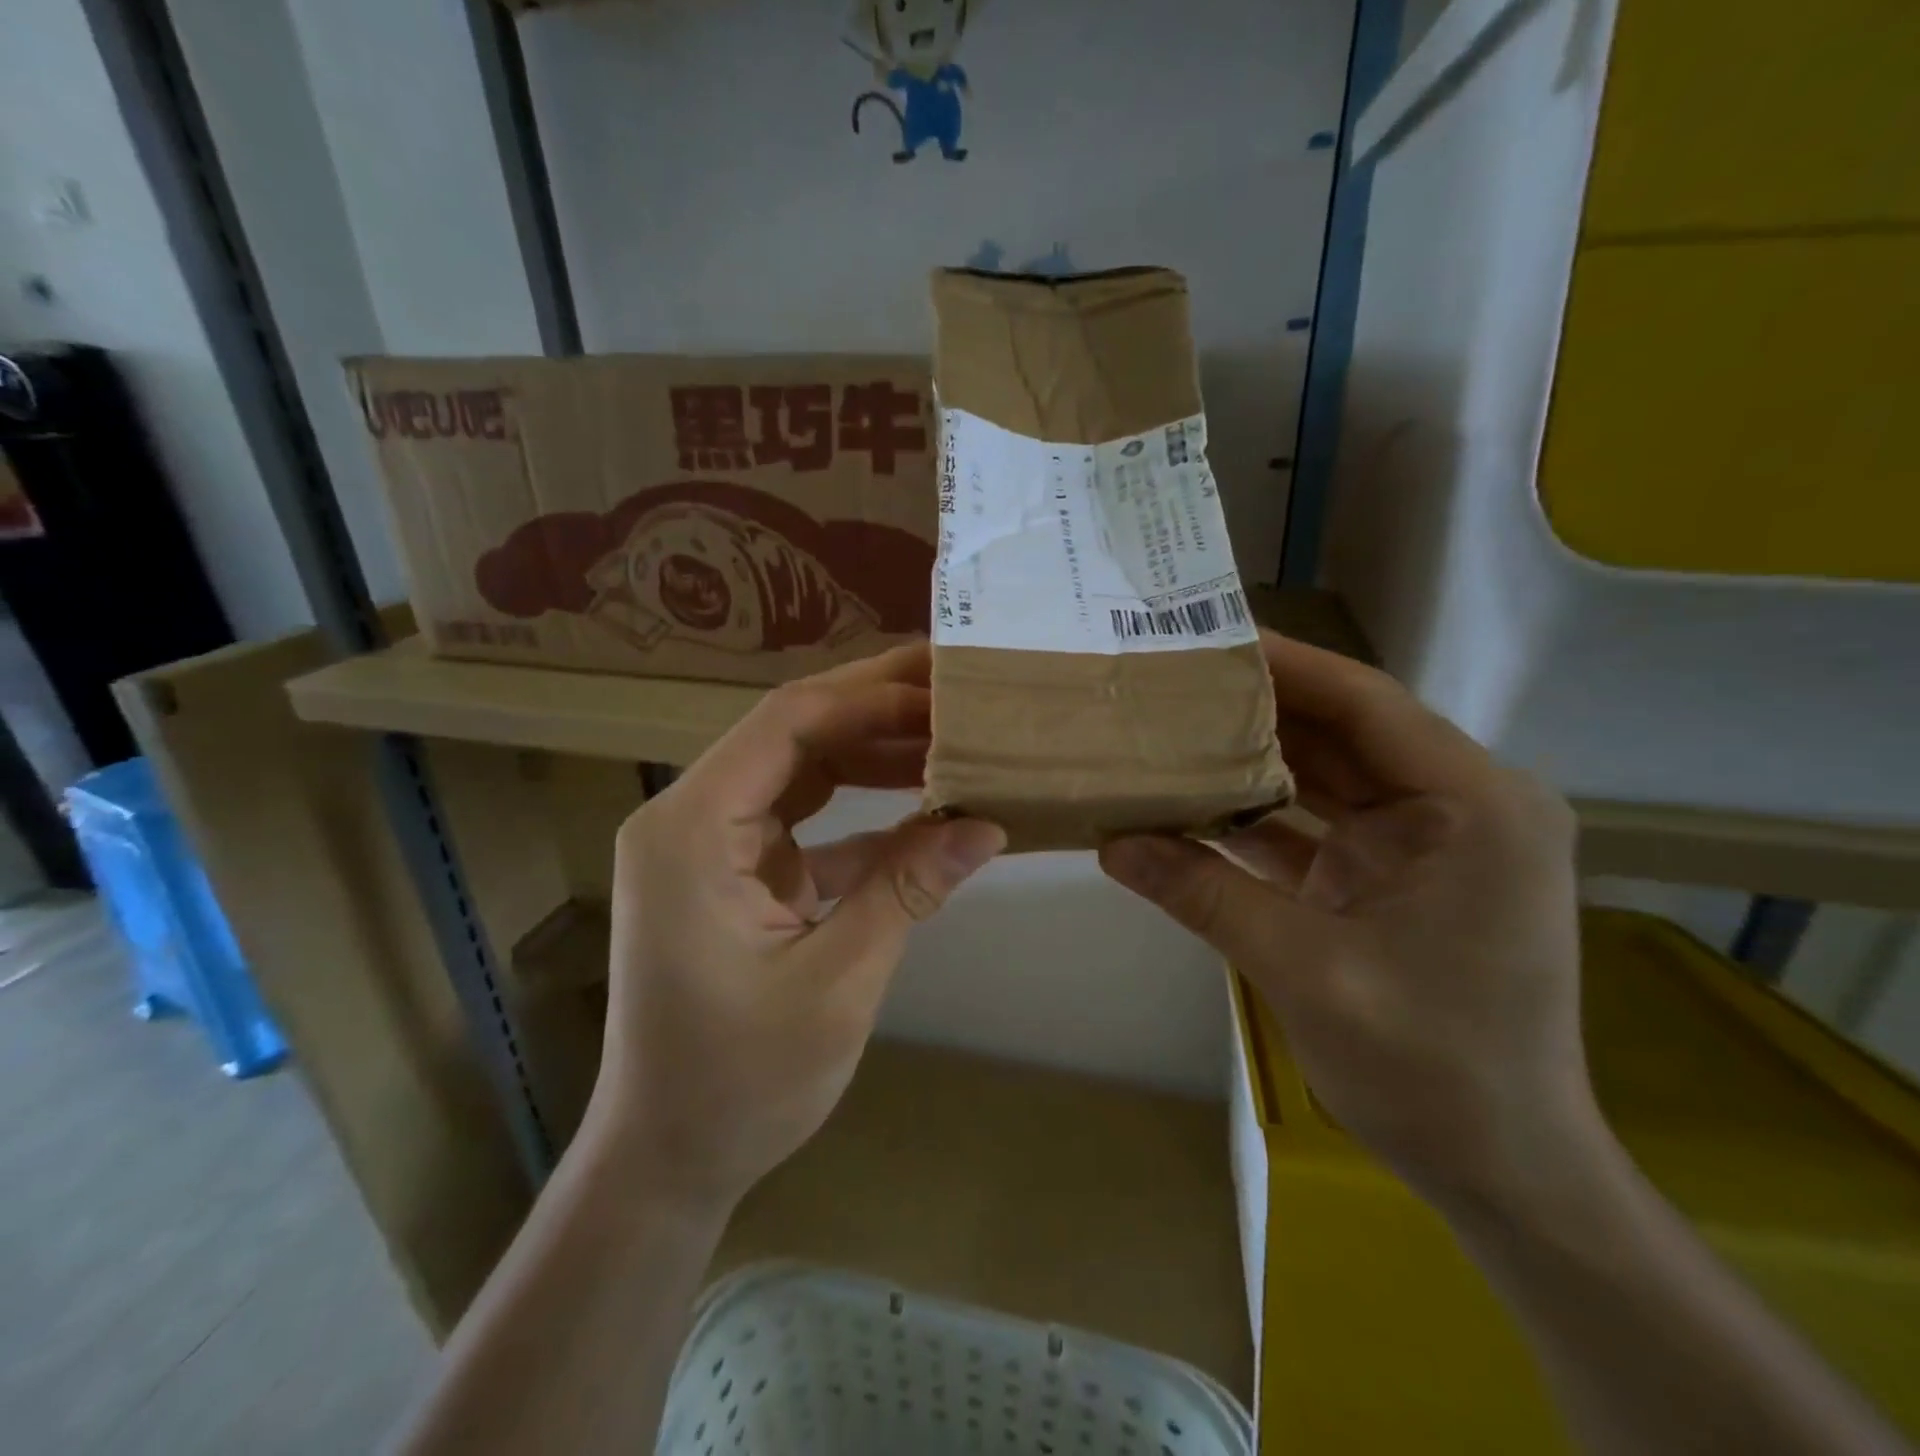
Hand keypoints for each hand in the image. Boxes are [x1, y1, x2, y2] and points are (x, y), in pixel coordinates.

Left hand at [590, 645, 1004, 1211]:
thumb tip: (988, 825)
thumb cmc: (740, 1082)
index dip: (871, 699)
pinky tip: (921, 809)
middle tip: (953, 690)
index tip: (943, 690)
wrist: (668, 1159)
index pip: (787, 724)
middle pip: (791, 735)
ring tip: (948, 737)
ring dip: (871, 755)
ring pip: (799, 771)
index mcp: (692, 830)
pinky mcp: (732, 874)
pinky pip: (801, 821)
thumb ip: (908, 889)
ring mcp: (709, 846)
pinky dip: (858, 813)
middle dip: (874, 710)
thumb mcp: (838, 982)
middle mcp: (690, 819)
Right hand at [1100, 631, 1595, 1215]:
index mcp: (1473, 806)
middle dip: (1256, 708)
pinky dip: (1262, 816)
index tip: (1205, 637)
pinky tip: (1194, 806)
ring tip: (1171, 730)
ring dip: (1254, 760)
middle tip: (1171, 681)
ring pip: (1327, 776)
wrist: (1504, 1169)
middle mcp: (1459, 806)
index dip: (1284, 664)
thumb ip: (1205, 895)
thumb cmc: (1433, 1069)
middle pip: (1342, 732)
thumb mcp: (1307, 971)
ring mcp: (1427, 843)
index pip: (1365, 703)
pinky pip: (1319, 826)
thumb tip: (1111, 843)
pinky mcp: (1396, 877)